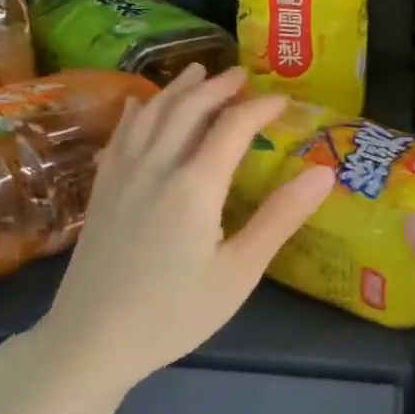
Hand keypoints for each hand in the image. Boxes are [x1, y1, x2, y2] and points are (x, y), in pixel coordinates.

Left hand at [9, 65, 333, 399]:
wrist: (91, 341)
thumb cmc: (174, 313)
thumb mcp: (239, 272)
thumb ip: (280, 218)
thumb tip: (323, 172)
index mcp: (195, 185)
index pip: (232, 127)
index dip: (259, 107)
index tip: (283, 100)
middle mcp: (156, 167)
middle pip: (188, 109)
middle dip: (218, 87)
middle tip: (241, 74)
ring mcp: (122, 176)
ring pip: (151, 114)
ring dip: (178, 89)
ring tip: (197, 72)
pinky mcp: (102, 191)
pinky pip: (121, 135)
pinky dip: (138, 112)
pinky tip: (141, 106)